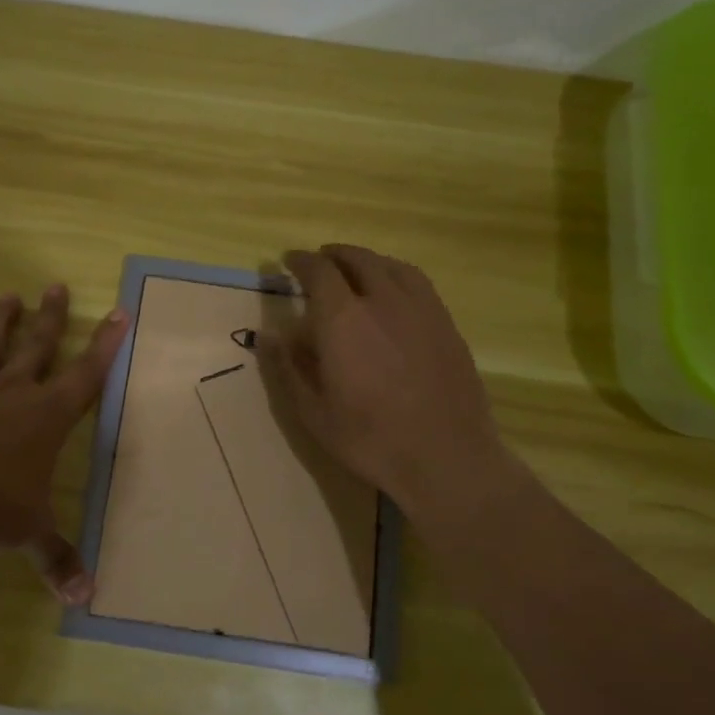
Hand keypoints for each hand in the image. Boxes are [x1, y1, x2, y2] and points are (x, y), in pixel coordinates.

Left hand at [0, 285, 128, 604]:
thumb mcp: (30, 531)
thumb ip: (56, 558)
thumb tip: (85, 599)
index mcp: (47, 417)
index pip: (87, 375)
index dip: (106, 345)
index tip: (119, 311)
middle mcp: (13, 393)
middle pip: (39, 347)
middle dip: (52, 318)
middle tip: (57, 285)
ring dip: (0, 323)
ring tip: (9, 295)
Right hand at [267, 245, 508, 516]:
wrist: (446, 458)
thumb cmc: (370, 439)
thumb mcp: (313, 412)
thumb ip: (288, 367)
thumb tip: (268, 334)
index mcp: (343, 319)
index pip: (318, 272)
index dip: (301, 262)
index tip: (288, 261)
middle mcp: (382, 301)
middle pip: (357, 260)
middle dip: (334, 256)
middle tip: (320, 261)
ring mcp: (421, 309)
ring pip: (391, 266)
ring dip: (367, 261)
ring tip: (355, 269)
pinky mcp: (446, 324)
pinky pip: (417, 283)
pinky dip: (396, 275)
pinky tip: (394, 292)